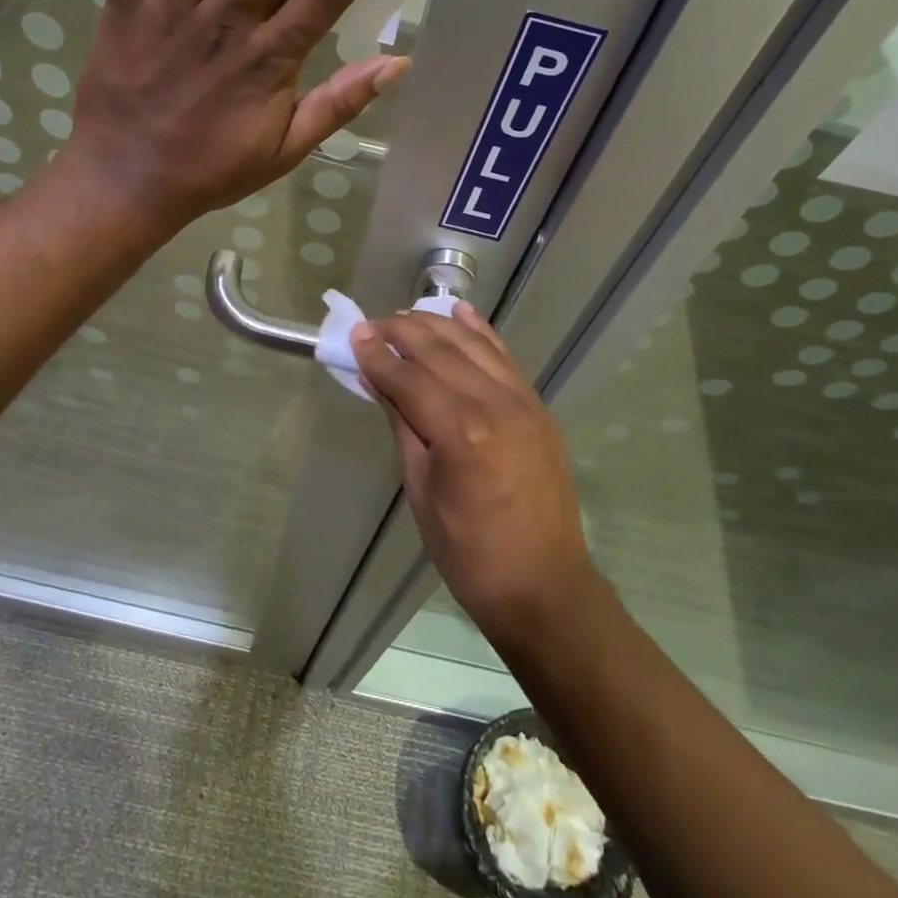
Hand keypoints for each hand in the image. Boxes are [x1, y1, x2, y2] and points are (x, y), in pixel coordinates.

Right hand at [349, 303, 595, 644]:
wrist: (544, 585)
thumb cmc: (469, 552)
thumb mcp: (421, 490)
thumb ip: (403, 424)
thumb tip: (378, 379)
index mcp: (462, 434)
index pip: (410, 379)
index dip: (378, 356)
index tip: (353, 336)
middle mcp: (496, 406)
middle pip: (441, 351)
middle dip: (402, 331)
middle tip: (372, 324)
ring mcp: (524, 403)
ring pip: (474, 345)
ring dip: (438, 324)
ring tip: (406, 316)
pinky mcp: (539, 408)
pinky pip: (505, 358)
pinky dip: (481, 332)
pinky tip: (461, 312)